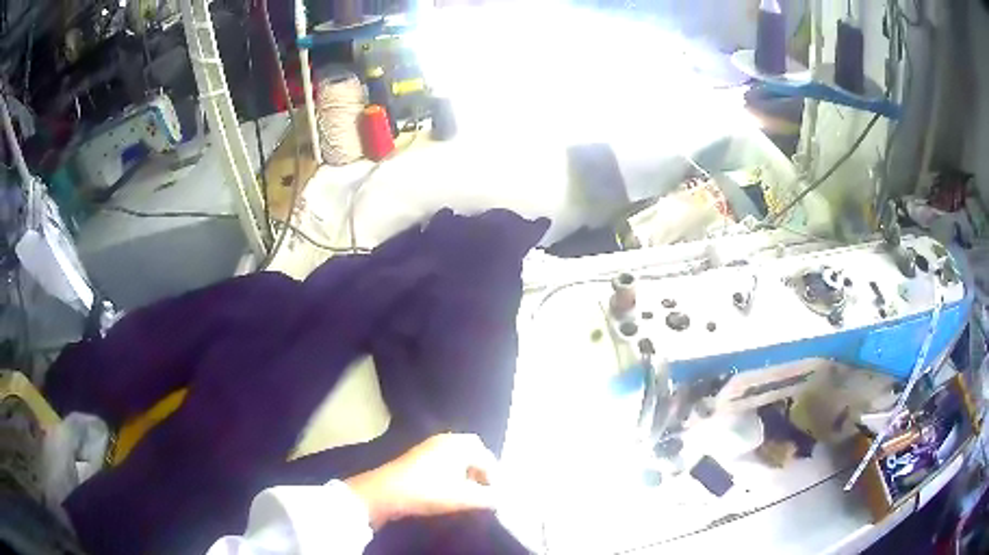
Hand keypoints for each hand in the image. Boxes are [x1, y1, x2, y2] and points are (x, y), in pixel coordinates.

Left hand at [344, 433, 497, 528]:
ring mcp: (428, 446)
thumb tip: (500, 497)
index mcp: (459, 444)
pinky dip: (451, 471)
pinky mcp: (416, 456)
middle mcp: (445, 439)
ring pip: (456, 455)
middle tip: (484, 488)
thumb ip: (488, 498)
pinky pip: (442, 459)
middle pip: (472, 451)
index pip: (487, 456)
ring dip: (465, 471)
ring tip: (467, 491)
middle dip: (481, 469)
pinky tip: (448, 488)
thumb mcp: (464, 498)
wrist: (385, 492)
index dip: (494, 475)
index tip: (495, 493)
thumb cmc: (428, 491)